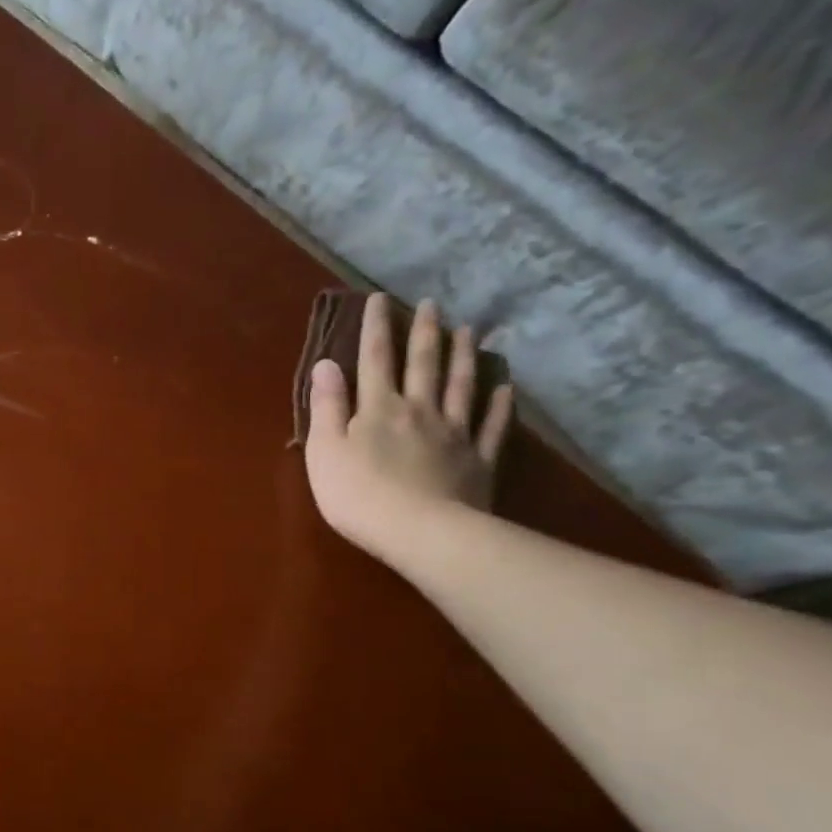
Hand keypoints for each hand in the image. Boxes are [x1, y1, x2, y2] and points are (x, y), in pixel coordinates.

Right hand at [304, 294, 514, 564]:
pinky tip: (506, 388)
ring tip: (470, 330)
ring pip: (461, 386)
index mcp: (378, 408)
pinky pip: (493, 427)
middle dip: (425, 332)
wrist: (421, 532)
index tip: (379, 299)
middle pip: (423, 364)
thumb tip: (326, 364)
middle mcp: (419, 410)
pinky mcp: (479, 461)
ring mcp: (454, 434)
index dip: (376, 327)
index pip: (374, 359)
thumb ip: (326, 406)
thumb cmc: (359, 494)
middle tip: (432, 304)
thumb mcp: (325, 450)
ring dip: (464, 356)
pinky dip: (501, 405)